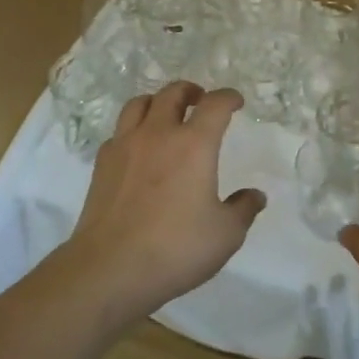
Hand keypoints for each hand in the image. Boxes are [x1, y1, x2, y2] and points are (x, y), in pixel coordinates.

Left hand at [61, 82, 264, 327]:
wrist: (110, 267)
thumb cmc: (175, 248)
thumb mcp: (225, 235)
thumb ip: (243, 210)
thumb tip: (255, 195)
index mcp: (194, 144)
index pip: (215, 105)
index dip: (228, 97)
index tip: (236, 101)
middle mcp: (159, 134)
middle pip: (173, 93)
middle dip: (190, 91)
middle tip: (200, 100)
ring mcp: (126, 145)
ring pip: (139, 103)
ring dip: (157, 102)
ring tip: (165, 114)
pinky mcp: (103, 163)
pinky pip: (120, 131)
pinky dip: (133, 129)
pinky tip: (138, 148)